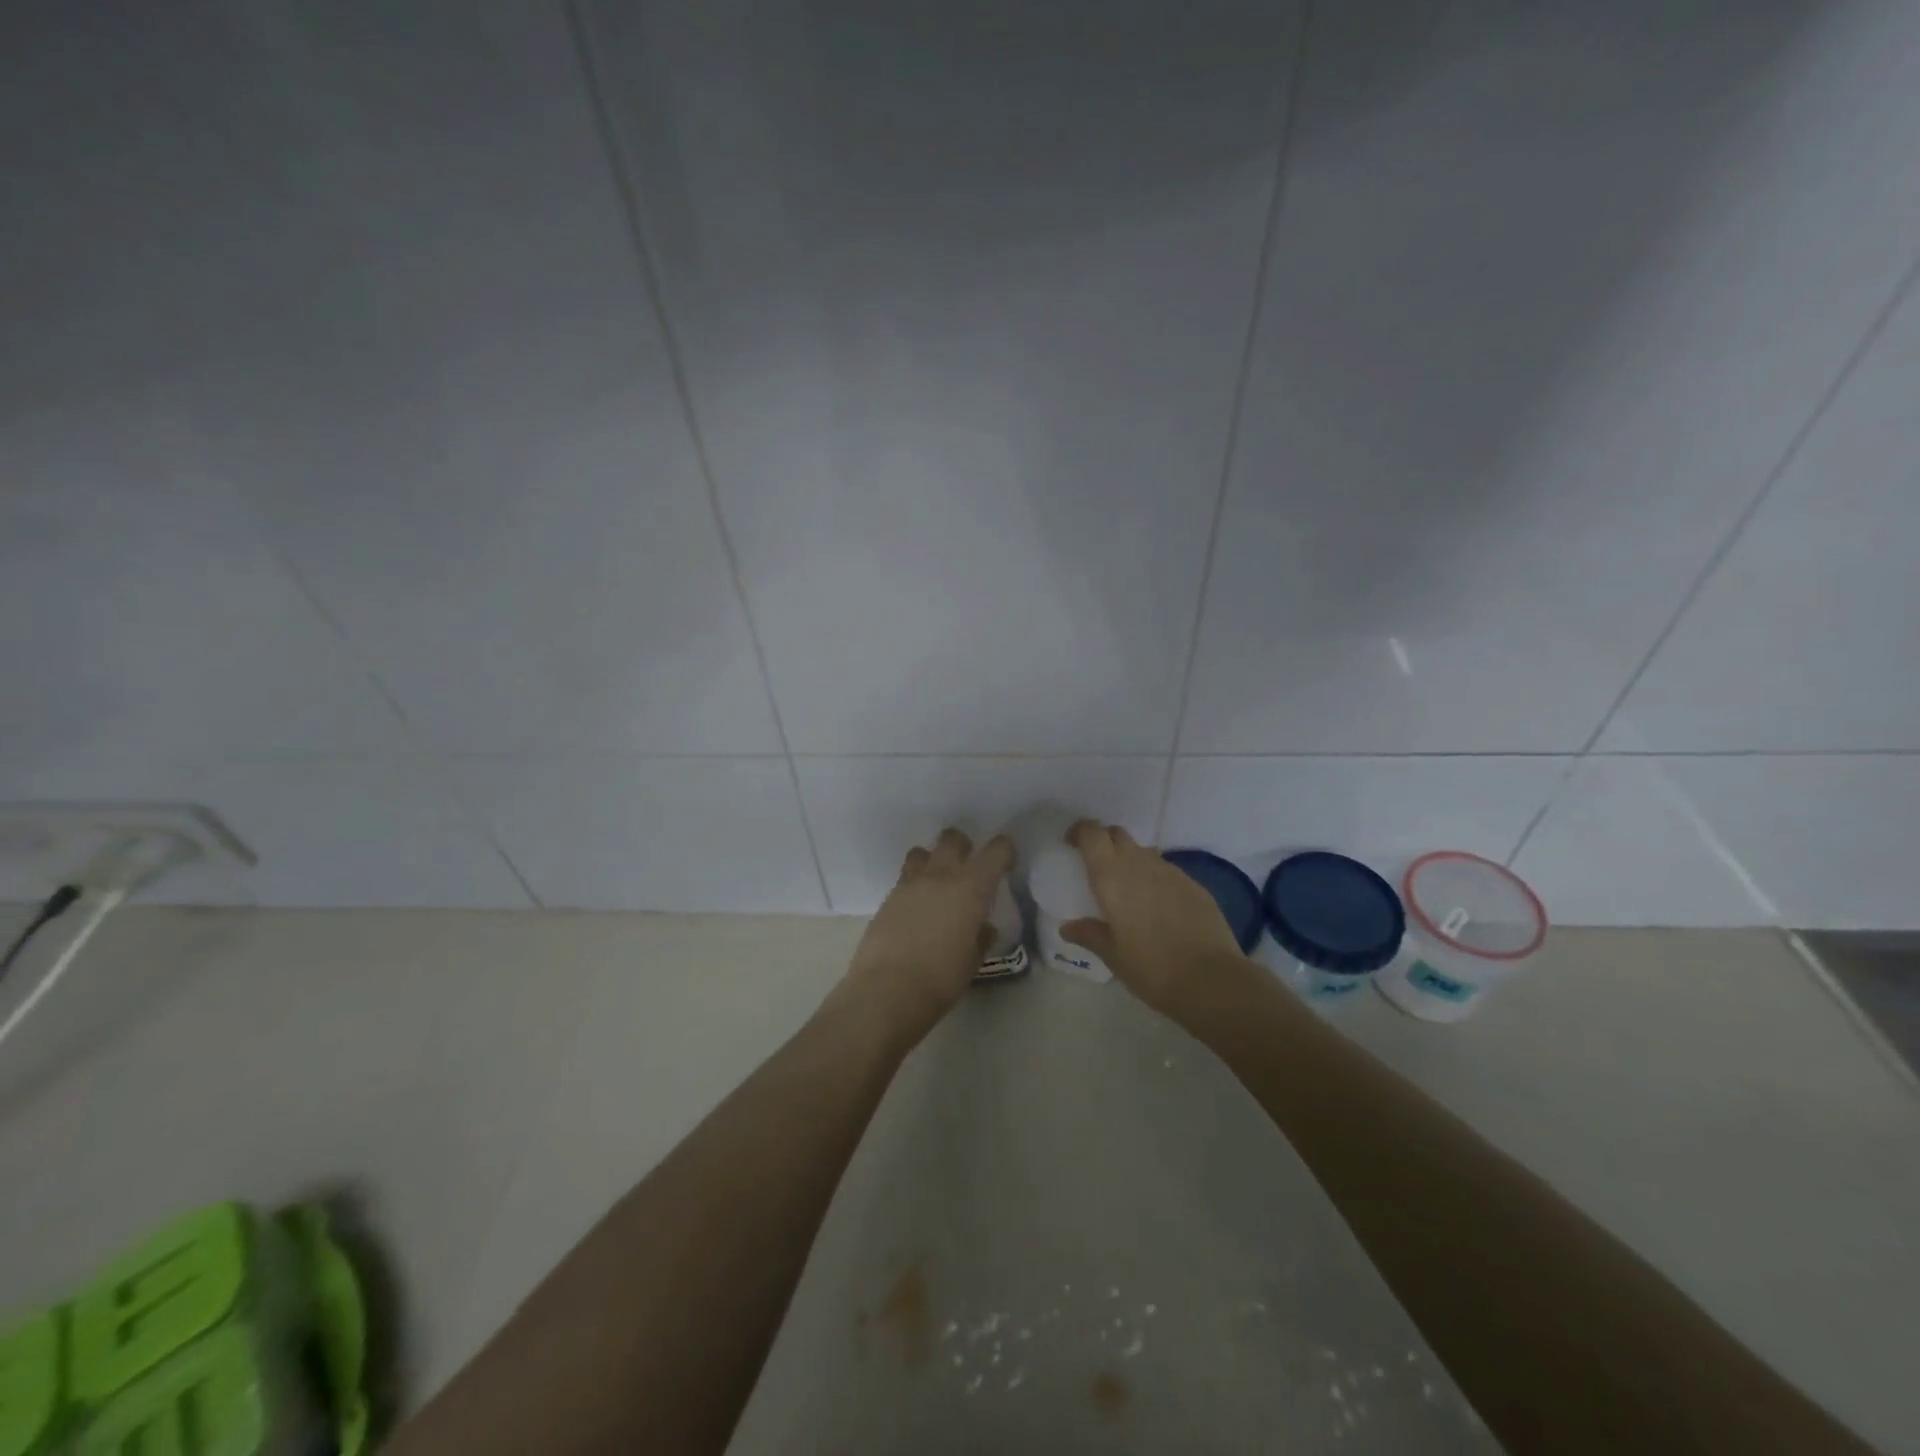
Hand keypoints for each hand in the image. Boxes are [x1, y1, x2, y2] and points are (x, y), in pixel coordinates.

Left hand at [838, 828, 1014, 1044]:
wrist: (888, 990)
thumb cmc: (942, 978)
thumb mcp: (973, 960)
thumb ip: (981, 936)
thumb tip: (983, 927)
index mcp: (971, 887)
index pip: (996, 851)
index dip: (1004, 851)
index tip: (1006, 864)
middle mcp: (940, 875)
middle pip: (952, 839)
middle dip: (963, 846)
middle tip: (968, 867)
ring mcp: (909, 883)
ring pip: (921, 852)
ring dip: (932, 860)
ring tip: (936, 883)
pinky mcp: (887, 897)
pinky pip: (904, 879)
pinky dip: (914, 885)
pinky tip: (916, 909)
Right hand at [1061, 820, 1253, 1024]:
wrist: (1211, 979)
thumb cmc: (1151, 968)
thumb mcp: (1112, 955)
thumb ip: (1089, 934)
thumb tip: (1067, 927)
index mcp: (1112, 876)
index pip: (1091, 834)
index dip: (1080, 832)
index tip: (1072, 844)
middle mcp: (1140, 863)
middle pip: (1117, 834)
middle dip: (1104, 842)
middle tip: (1097, 866)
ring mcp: (1170, 871)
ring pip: (1144, 851)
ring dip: (1131, 860)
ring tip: (1128, 890)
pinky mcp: (1194, 884)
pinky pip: (1166, 870)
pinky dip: (1155, 878)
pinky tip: (1158, 907)